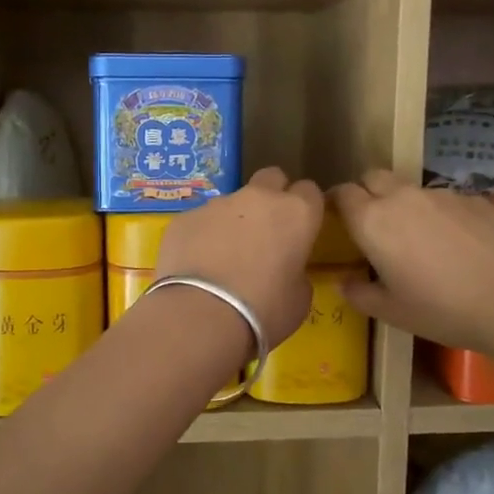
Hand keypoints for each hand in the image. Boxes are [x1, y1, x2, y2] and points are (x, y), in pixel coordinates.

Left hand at [156, 167, 324, 346]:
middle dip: (272, 196)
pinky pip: (200, 221)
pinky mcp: (184, 217)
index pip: (310, 191)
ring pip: (232, 202)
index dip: (305, 209)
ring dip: (234, 221)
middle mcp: (258, 198)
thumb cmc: (263, 311)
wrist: (201, 316)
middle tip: (266, 231)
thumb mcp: (299, 299)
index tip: (300, 230)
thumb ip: (297, 272)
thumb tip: (286, 268)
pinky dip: (202, 237)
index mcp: (296, 213)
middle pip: (271, 178)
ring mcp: (217, 204)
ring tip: (224, 258)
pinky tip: (197, 266)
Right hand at [330, 170, 493, 352]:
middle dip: (367, 192)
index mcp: (372, 221)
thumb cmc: (442, 309)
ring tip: (421, 239)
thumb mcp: (391, 312)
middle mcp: (402, 197)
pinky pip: (445, 200)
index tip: (338, 221)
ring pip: (410, 189)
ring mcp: (441, 193)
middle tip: (374, 225)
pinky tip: (458, 244)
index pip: (342, 193)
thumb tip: (345, 282)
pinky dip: (441, 214)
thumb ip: (360, 293)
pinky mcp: (474, 198)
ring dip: (405, 205)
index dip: (336, 203)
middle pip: (373, 177)